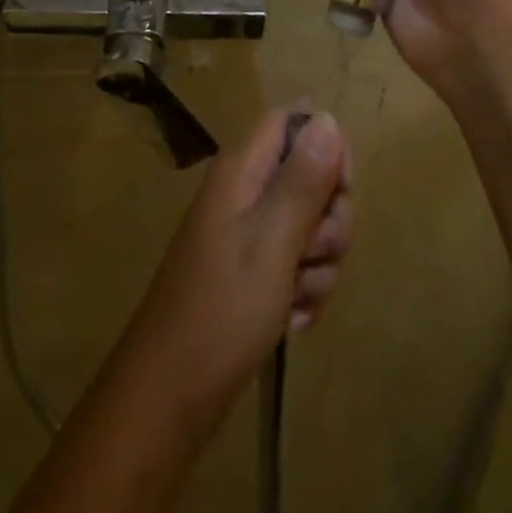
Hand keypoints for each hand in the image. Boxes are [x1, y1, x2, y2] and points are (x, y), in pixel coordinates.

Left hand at [119, 108, 352, 421]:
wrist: (172, 395)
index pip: (294, 122)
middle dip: (329, 219)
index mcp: (243, 170)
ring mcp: (249, 235)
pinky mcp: (255, 273)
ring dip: (318, 265)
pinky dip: (304, 292)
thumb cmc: (223, 309)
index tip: (340, 190)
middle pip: (312, 177)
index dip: (326, 146)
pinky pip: (300, 266)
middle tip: (311, 253)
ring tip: (293, 297)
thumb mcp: (273, 240)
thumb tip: (327, 118)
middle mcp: (246, 192)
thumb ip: (303, 179)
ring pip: (313, 227)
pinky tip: (290, 320)